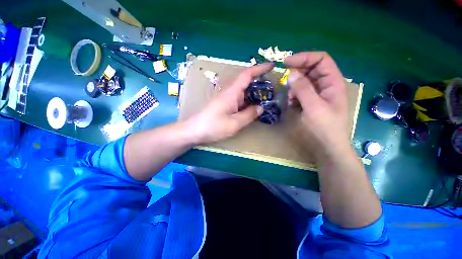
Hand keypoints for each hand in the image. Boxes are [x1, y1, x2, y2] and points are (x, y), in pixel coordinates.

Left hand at [187, 63, 273, 144]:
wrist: (194, 131)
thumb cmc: (213, 126)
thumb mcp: (235, 123)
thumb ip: (249, 115)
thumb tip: (260, 108)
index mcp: (232, 93)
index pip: (247, 75)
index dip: (259, 68)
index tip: (272, 66)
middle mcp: (229, 93)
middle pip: (246, 83)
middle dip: (260, 83)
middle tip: (273, 88)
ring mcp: (226, 99)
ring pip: (243, 92)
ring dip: (255, 93)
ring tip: (267, 98)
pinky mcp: (225, 105)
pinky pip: (239, 100)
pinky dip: (248, 102)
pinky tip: (253, 108)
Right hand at [284, 52, 349, 162]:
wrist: (327, 148)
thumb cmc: (324, 128)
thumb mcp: (314, 107)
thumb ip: (303, 89)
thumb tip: (291, 73)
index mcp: (333, 83)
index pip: (321, 60)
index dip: (304, 57)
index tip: (286, 63)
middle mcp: (326, 86)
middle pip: (311, 70)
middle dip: (296, 73)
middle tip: (284, 81)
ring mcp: (317, 95)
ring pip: (303, 82)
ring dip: (294, 87)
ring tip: (290, 98)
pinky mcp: (310, 103)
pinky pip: (300, 93)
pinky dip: (293, 96)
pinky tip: (291, 104)